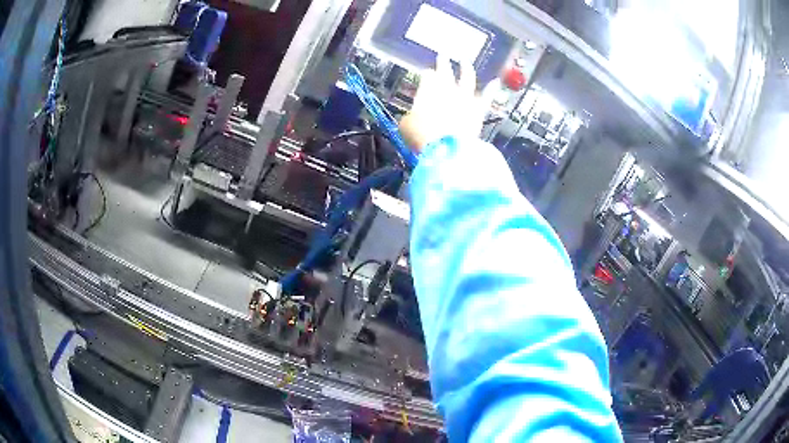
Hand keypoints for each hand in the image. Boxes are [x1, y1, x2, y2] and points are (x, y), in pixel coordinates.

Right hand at [399, 56, 499, 152]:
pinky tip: (496, 82)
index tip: (426, 74)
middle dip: (443, 63)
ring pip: (467, 78)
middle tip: (443, 56)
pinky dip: (492, 89)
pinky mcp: (478, 109)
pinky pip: (487, 97)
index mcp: (427, 88)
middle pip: (445, 71)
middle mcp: (447, 88)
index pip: (427, 76)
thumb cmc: (422, 135)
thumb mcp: (406, 125)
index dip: (426, 75)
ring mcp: (465, 97)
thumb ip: (411, 117)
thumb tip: (412, 119)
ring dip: (466, 68)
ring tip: (465, 62)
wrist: (446, 147)